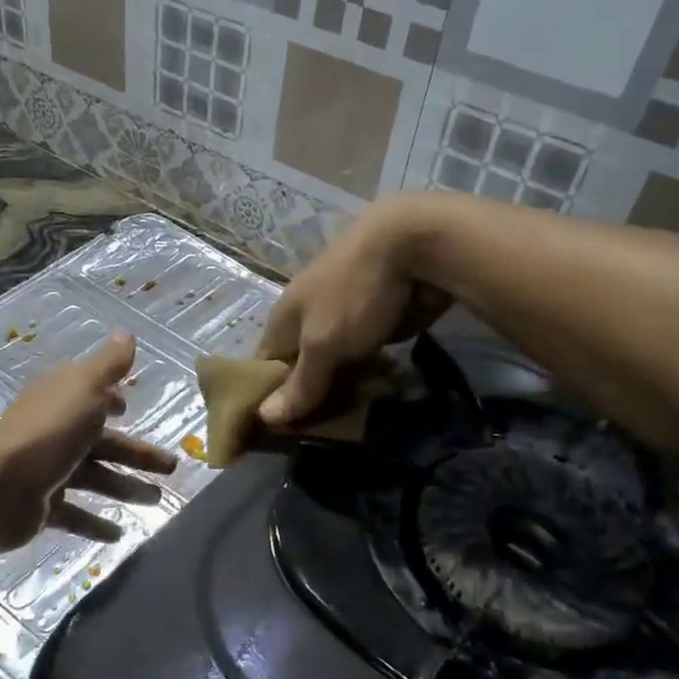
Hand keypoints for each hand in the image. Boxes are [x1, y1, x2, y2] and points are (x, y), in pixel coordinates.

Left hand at [0, 333, 177, 550]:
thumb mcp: (84, 389)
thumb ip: (109, 365)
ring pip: (93, 477)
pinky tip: (119, 533)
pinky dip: (95, 523)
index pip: (90, 397)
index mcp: (61, 400)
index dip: (111, 401)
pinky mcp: (41, 505)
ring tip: (157, 501)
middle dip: (137, 454)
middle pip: (102, 442)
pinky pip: (74, 514)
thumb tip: (128, 333)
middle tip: (172, 467)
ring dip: (125, 488)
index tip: (130, 409)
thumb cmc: (48, 432)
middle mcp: (53, 431)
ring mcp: (45, 470)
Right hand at [257, 197, 450, 426]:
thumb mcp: (322, 344)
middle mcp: (308, 316)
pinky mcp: (375, 317)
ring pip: (334, 362)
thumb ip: (300, 382)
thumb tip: (264, 417)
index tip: (274, 434)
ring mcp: (343, 315)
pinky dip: (366, 372)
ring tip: (348, 421)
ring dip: (341, 386)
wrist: (414, 243)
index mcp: (283, 317)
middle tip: (317, 435)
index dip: (266, 398)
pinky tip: (375, 393)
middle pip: (301, 365)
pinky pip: (363, 354)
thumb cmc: (353, 293)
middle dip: (308, 396)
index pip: (264, 365)